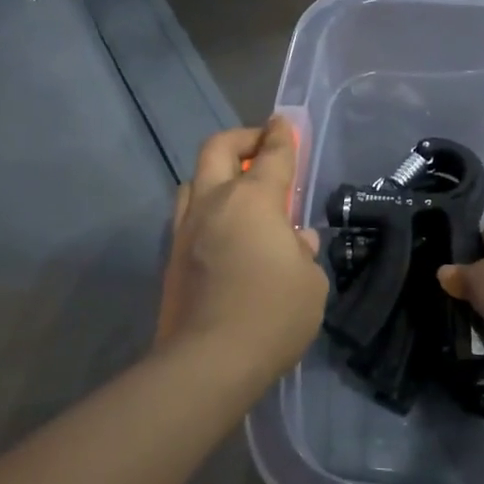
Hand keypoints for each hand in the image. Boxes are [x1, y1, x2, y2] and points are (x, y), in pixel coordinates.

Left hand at [155, 116, 327, 386]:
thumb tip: (295, 241)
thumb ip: (303, 252)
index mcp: (253, 200)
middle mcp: (215, 202)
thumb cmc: (272, 315)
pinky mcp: (172, 256)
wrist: (207, 361)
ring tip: (237, 189)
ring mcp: (186, 228)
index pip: (272, 154)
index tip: (284, 122)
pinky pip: (188, 213)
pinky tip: (222, 229)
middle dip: (241, 139)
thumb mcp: (310, 283)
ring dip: (216, 172)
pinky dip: (206, 207)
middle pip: (218, 148)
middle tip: (260, 146)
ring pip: (194, 179)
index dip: (282, 135)